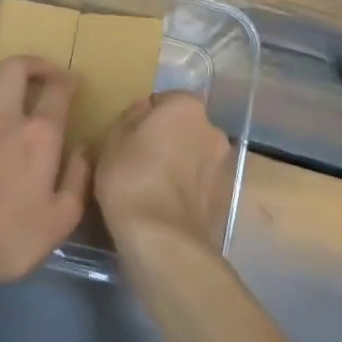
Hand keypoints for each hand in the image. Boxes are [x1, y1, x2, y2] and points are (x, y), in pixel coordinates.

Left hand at [0, 56, 89, 289]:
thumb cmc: (12, 237)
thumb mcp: (62, 217)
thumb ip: (77, 177)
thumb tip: (83, 149)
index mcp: (39, 135)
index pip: (57, 89)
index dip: (69, 80)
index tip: (76, 84)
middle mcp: (5, 119)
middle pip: (15, 68)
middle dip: (35, 64)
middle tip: (47, 76)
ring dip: (3, 74)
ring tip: (14, 88)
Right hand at [96, 91, 233, 250]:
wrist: (164, 240)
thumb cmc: (132, 179)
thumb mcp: (113, 140)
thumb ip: (131, 117)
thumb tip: (145, 109)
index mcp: (187, 107)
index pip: (165, 100)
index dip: (146, 117)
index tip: (131, 137)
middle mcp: (213, 129)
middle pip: (185, 127)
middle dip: (169, 138)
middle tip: (142, 160)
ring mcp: (224, 165)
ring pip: (196, 156)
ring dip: (182, 164)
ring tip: (156, 188)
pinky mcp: (227, 198)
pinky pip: (202, 184)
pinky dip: (189, 189)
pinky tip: (168, 207)